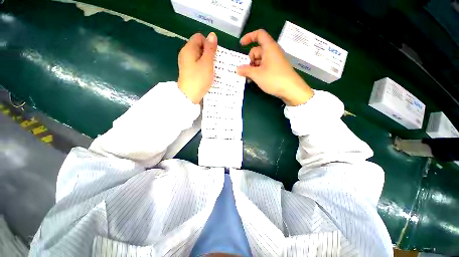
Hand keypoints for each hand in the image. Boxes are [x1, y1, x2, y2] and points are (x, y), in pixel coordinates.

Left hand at [178, 32, 217, 103]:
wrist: (189, 96)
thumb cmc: (199, 79)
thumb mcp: (207, 63)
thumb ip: (210, 49)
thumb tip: (212, 34)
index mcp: (188, 49)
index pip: (199, 37)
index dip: (208, 43)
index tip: (213, 55)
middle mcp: (185, 54)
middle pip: (199, 46)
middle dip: (208, 53)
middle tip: (214, 63)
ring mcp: (186, 63)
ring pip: (199, 56)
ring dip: (207, 61)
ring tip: (212, 70)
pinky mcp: (188, 71)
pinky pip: (197, 64)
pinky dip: (203, 67)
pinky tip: (207, 74)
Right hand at [237, 29, 313, 105]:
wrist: (291, 90)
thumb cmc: (274, 79)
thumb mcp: (257, 75)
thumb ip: (246, 70)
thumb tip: (237, 69)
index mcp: (269, 48)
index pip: (259, 35)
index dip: (249, 37)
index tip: (241, 45)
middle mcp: (272, 52)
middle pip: (257, 50)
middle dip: (250, 60)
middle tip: (246, 71)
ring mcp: (275, 61)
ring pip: (260, 60)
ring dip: (253, 67)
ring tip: (249, 78)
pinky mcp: (276, 69)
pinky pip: (264, 66)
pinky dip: (258, 71)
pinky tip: (255, 80)